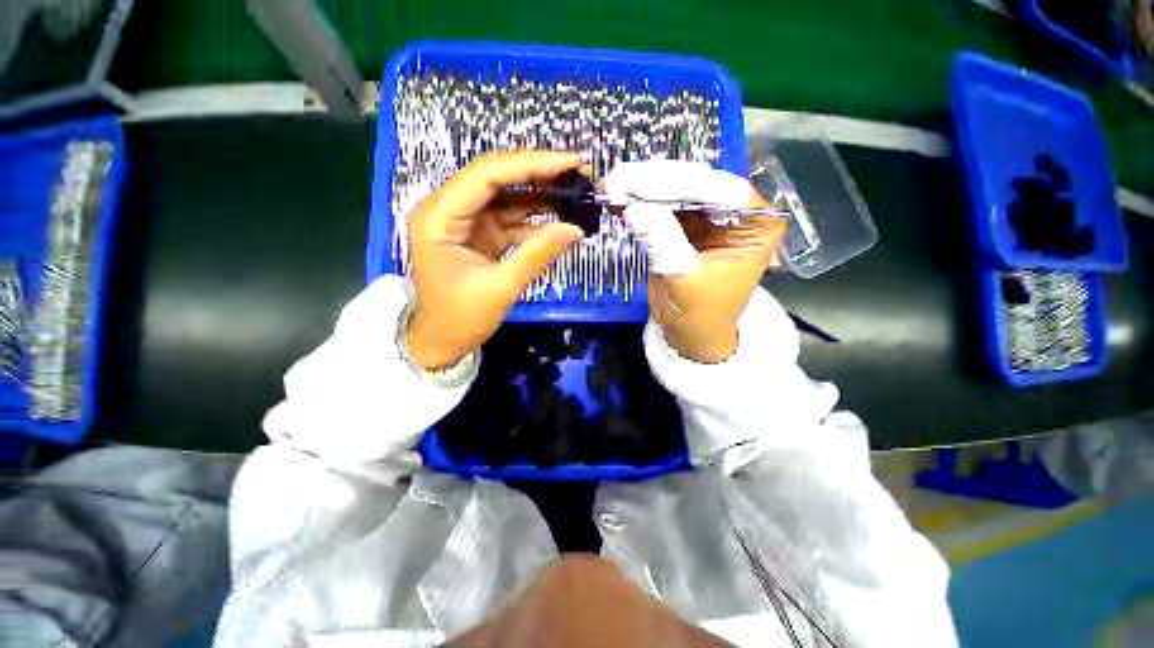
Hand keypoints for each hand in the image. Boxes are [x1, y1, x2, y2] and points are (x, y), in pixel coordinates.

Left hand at [405, 151, 585, 369]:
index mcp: (439, 217)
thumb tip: (575, 228)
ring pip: (506, 194)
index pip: (487, 175)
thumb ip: (537, 254)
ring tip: (576, 191)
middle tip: (580, 171)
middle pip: (496, 177)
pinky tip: (560, 219)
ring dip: (541, 193)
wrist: (441, 341)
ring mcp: (464, 220)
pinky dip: (535, 218)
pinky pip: (510, 217)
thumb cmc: (460, 319)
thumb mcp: (500, 288)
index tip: (572, 162)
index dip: (531, 164)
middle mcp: (447, 208)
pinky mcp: (479, 233)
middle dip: (539, 172)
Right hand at [607, 160, 785, 362]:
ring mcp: (707, 216)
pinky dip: (636, 203)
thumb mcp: (684, 279)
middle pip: (694, 185)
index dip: (678, 185)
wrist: (689, 334)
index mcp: (756, 224)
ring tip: (610, 186)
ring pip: (673, 191)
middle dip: (653, 184)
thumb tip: (633, 208)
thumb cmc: (700, 314)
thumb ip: (663, 241)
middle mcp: (735, 212)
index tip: (640, 185)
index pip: (720, 191)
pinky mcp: (683, 224)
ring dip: (639, 190)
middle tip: (617, 180)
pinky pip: (659, 207)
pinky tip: (614, 200)